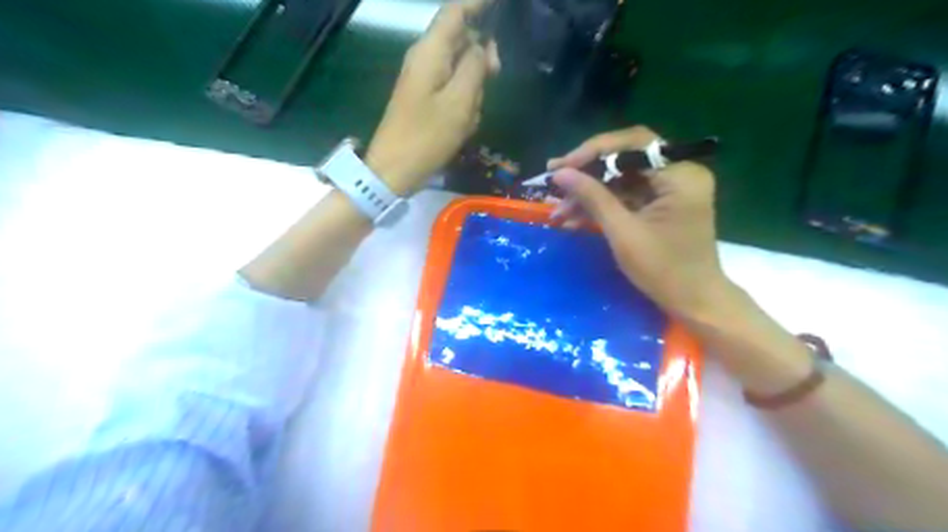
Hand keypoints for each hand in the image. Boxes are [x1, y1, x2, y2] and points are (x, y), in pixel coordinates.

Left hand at [364, 0, 498, 194]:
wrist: (394, 170)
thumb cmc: (427, 136)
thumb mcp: (459, 101)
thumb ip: (474, 67)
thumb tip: (483, 47)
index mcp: (430, 51)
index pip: (456, 11)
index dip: (479, 4)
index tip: (502, 4)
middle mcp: (425, 58)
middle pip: (462, 41)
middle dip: (481, 58)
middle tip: (495, 77)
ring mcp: (424, 80)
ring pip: (461, 70)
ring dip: (473, 89)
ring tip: (469, 116)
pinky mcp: (425, 99)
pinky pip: (453, 92)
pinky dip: (463, 105)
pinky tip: (461, 125)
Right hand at [548, 127, 730, 321]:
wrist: (692, 301)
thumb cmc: (663, 270)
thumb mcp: (623, 233)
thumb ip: (593, 197)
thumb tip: (560, 173)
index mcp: (680, 174)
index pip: (633, 144)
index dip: (593, 152)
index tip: (561, 167)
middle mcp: (679, 172)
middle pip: (625, 158)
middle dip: (587, 172)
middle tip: (554, 180)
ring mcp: (670, 188)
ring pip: (620, 178)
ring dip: (589, 193)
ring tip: (558, 210)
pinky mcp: (660, 203)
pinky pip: (625, 195)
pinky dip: (601, 205)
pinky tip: (574, 217)